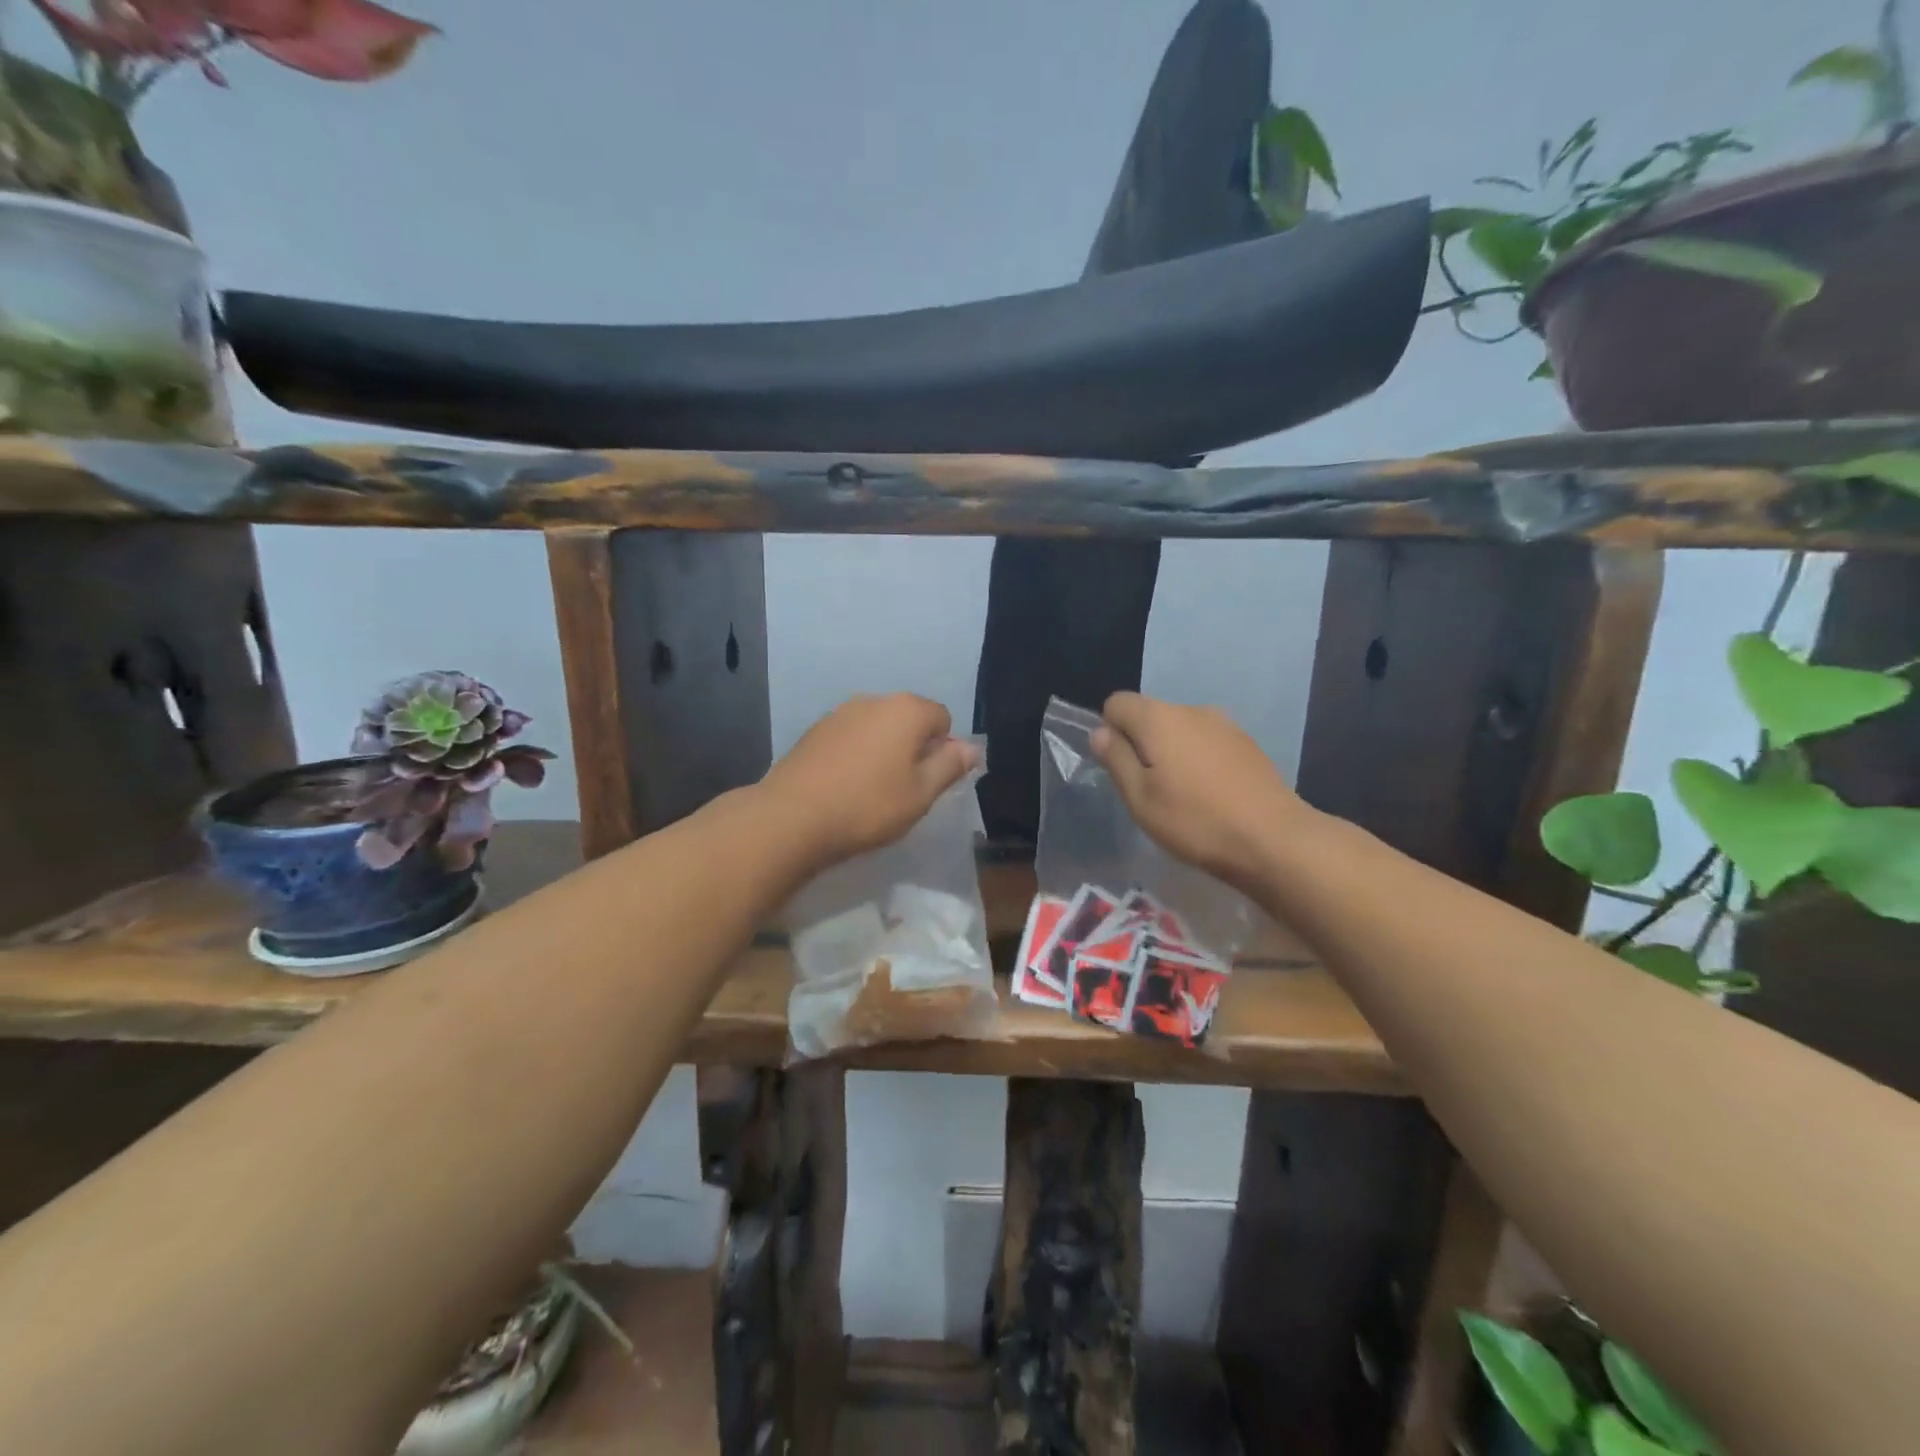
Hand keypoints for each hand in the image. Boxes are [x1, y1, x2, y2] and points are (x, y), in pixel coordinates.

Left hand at [758, 694, 979, 869]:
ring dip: (884, 750)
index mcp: (906, 710)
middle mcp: (874, 700)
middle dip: (913, 747)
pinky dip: (856, 754)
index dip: (943, 749)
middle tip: (904, 789)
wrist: (791, 817)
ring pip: (878, 727)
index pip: (942, 717)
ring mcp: (840, 713)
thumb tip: (973, 747)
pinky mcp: (814, 730)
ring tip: (872, 790)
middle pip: (909, 718)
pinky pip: (851, 736)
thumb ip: (950, 765)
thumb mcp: (921, 793)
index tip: (929, 782)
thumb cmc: (868, 806)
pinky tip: (844, 785)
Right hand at [1090, 692, 1311, 889]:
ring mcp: (1224, 724)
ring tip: (1183, 796)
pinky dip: (1199, 760)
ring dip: (1172, 753)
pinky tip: (1211, 795)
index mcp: (1159, 718)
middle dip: (1142, 744)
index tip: (1122, 769)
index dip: (1110, 732)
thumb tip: (1101, 732)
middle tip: (1150, 790)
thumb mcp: (1140, 797)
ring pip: (1180, 729)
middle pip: (1150, 715)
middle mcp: (1191, 709)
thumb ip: (1116, 759)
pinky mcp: (1247, 743)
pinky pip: (1207, 742)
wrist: (1274, 839)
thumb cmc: (1195, 820)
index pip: (1117, 703)